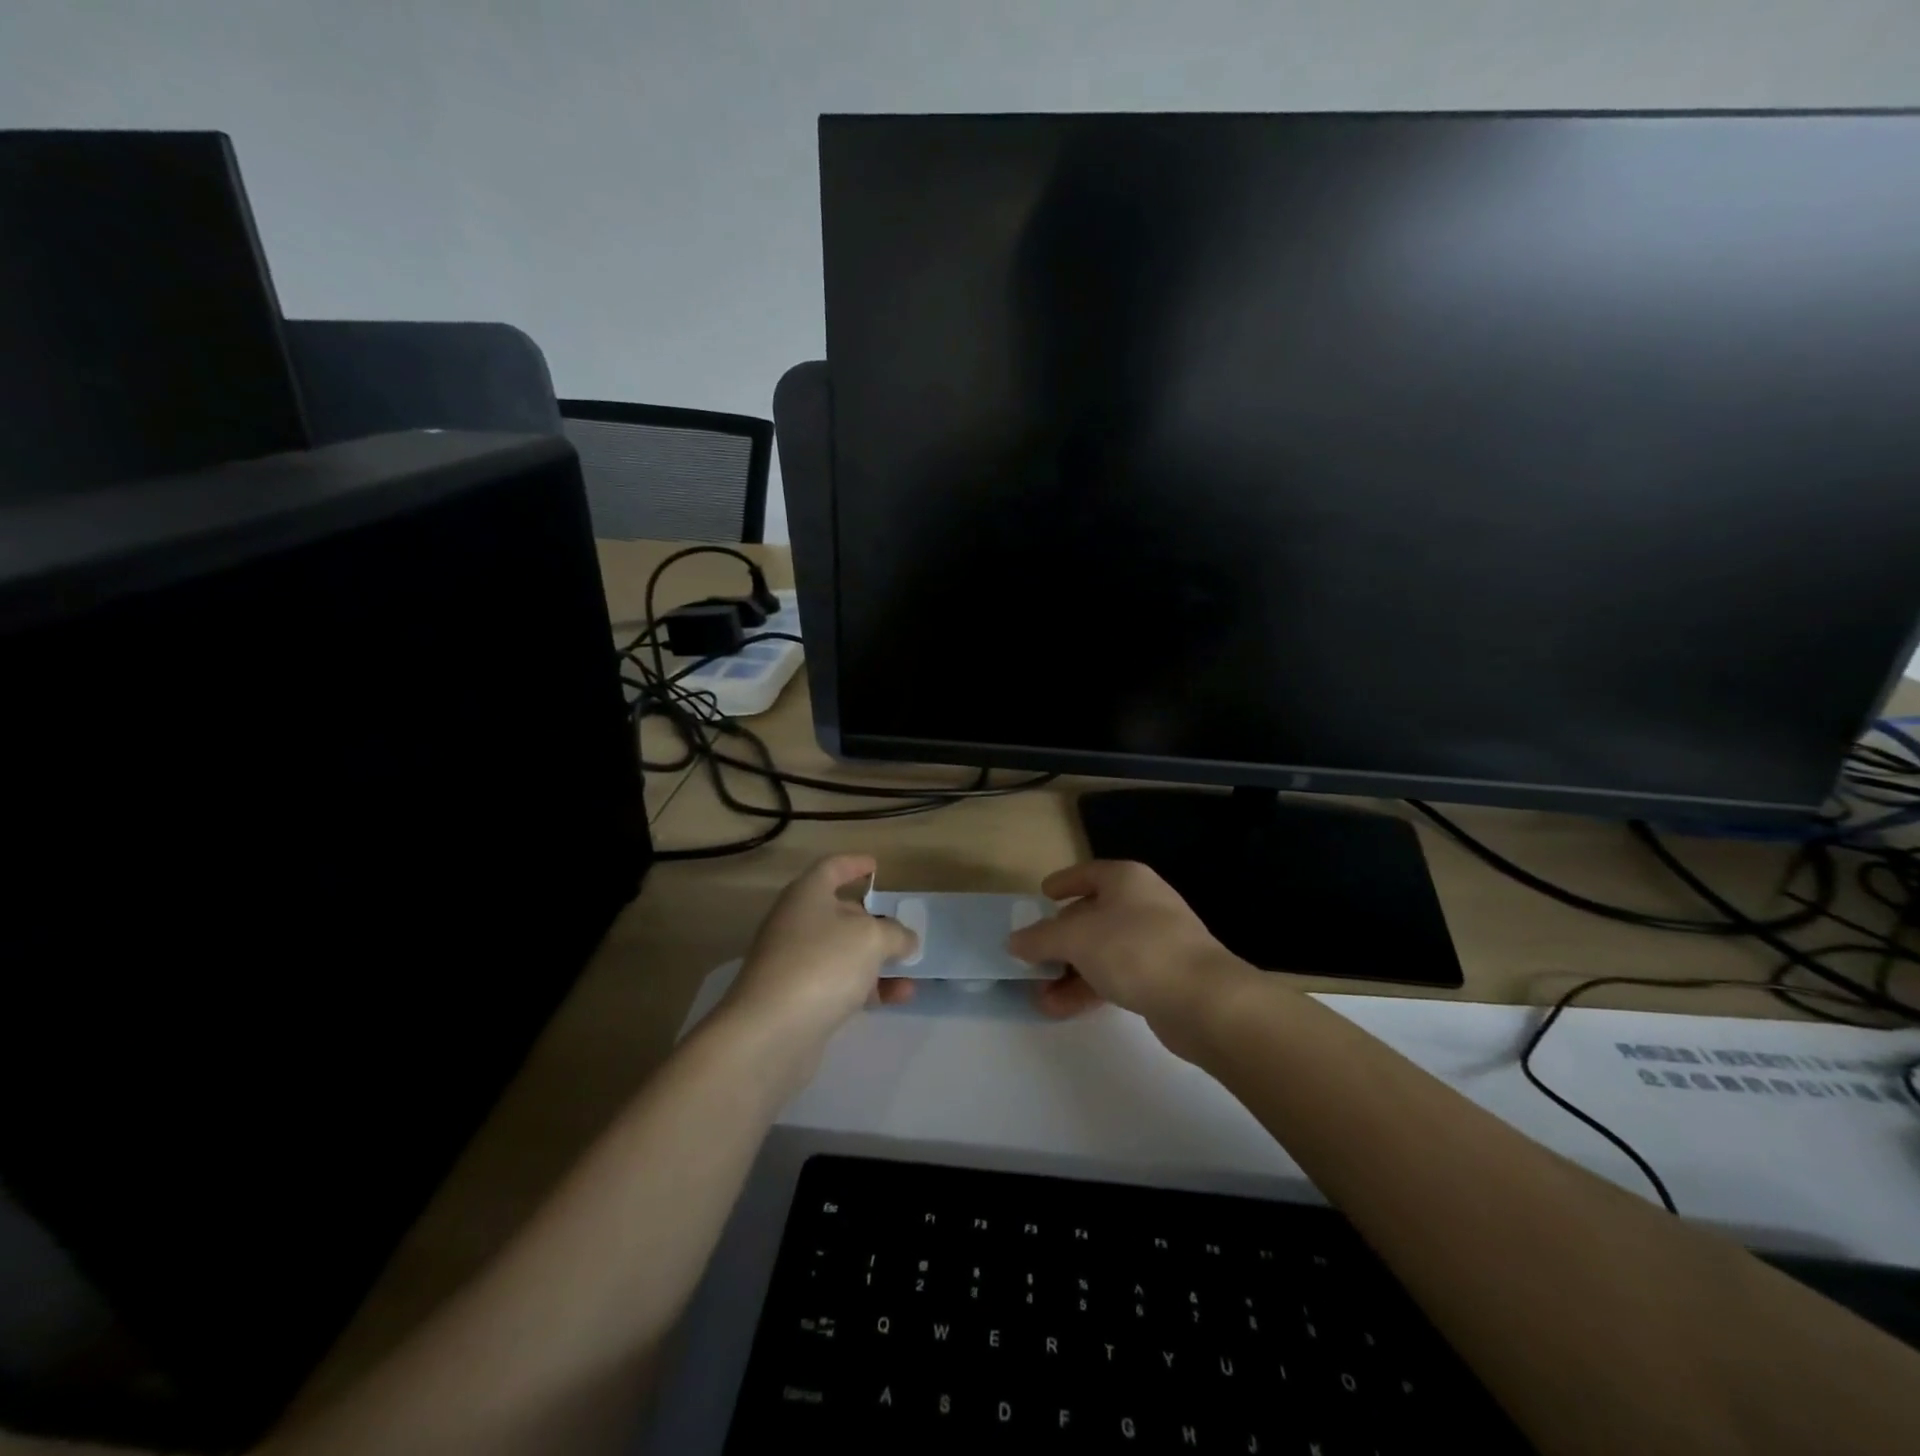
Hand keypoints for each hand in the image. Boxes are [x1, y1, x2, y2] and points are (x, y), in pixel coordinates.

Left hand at [720, 855, 918, 1054]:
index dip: (854, 864)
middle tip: (901, 928)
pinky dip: (868, 987)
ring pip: (841, 952)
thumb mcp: (871, 939)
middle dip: (871, 920)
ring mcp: (794, 964)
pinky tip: (898, 997)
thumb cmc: (822, 964)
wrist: (770, 1033)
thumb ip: (895, 934)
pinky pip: (839, 984)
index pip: (831, 868)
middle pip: (837, 912)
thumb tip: (905, 939)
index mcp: (807, 895)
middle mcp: (796, 924)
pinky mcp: (797, 1000)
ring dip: (876, 959)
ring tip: (910, 969)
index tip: (876, 866)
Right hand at [1007, 860, 1248, 1041]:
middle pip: (1092, 915)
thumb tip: (1015, 940)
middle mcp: (1143, 903)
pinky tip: (1062, 1009)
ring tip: (1039, 995)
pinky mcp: (1163, 977)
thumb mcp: (1076, 938)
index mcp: (1126, 879)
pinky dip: (1089, 988)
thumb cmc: (1134, 949)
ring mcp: (1156, 941)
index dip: (1062, 883)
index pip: (1087, 873)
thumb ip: (1041, 938)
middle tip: (1031, 957)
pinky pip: (1117, 976)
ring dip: (1069, 971)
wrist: (1203, 999)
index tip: (1041, 896)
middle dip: (1059, 939)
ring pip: (1102, 950)